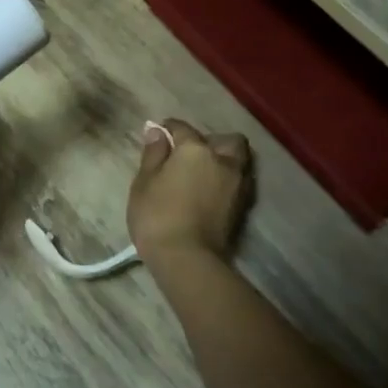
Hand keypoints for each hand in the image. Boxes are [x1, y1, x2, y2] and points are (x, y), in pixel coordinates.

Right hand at [127, 118, 252, 262]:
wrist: (187, 259)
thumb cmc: (157, 216)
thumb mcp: (144, 182)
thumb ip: (153, 154)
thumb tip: (157, 131)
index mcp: (196, 150)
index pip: (183, 128)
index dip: (169, 128)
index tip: (159, 134)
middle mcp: (223, 161)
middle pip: (227, 140)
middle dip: (212, 141)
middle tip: (191, 153)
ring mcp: (237, 184)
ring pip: (238, 160)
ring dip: (224, 160)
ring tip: (204, 173)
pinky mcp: (243, 207)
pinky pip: (239, 181)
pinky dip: (228, 180)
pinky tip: (211, 190)